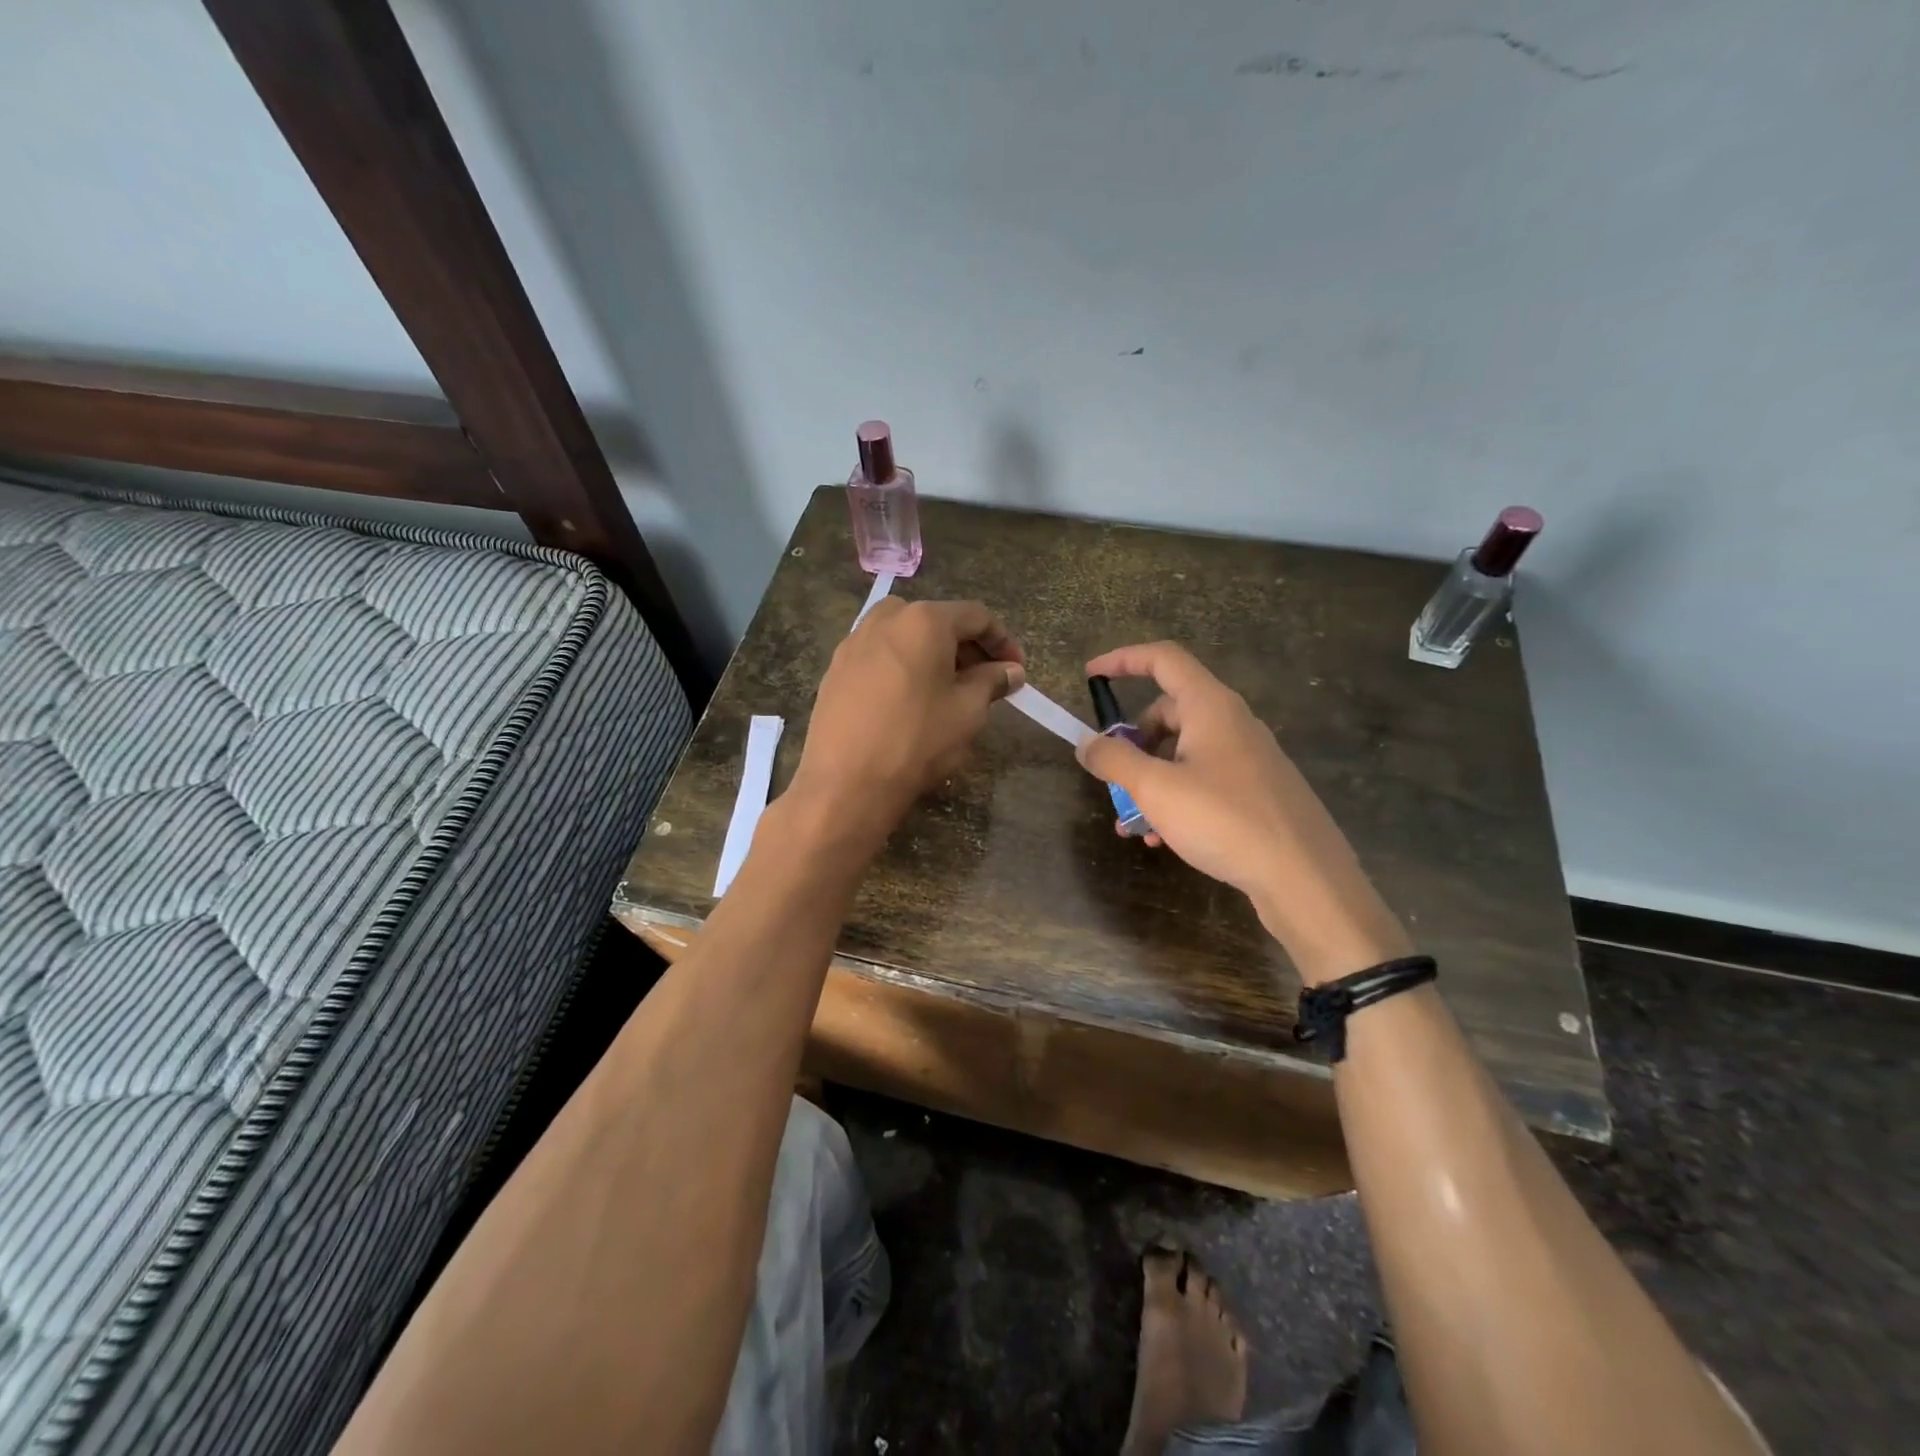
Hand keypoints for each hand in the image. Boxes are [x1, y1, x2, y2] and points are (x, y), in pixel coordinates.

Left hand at [788, 598, 1025, 844]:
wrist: (846, 781)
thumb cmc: (917, 739)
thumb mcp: (967, 711)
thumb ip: (992, 682)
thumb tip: (1011, 671)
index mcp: (924, 620)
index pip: (975, 616)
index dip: (1002, 641)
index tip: (1016, 669)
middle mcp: (885, 619)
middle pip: (937, 621)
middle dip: (966, 648)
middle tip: (985, 681)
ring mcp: (854, 642)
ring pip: (905, 636)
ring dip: (932, 655)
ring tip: (947, 690)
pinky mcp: (835, 668)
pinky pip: (880, 655)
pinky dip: (903, 667)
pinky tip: (909, 700)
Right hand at [1076, 642, 1410, 984]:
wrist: (1305, 878)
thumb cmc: (1225, 820)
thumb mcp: (1156, 788)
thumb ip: (1115, 759)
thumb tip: (1086, 742)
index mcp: (1210, 707)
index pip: (1163, 659)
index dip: (1123, 659)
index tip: (1090, 676)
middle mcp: (1232, 723)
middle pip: (1168, 712)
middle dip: (1132, 742)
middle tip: (1112, 776)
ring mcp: (1247, 759)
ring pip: (1183, 753)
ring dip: (1149, 780)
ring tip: (1131, 823)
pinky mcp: (1256, 791)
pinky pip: (1203, 781)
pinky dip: (1175, 799)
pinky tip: (1162, 839)